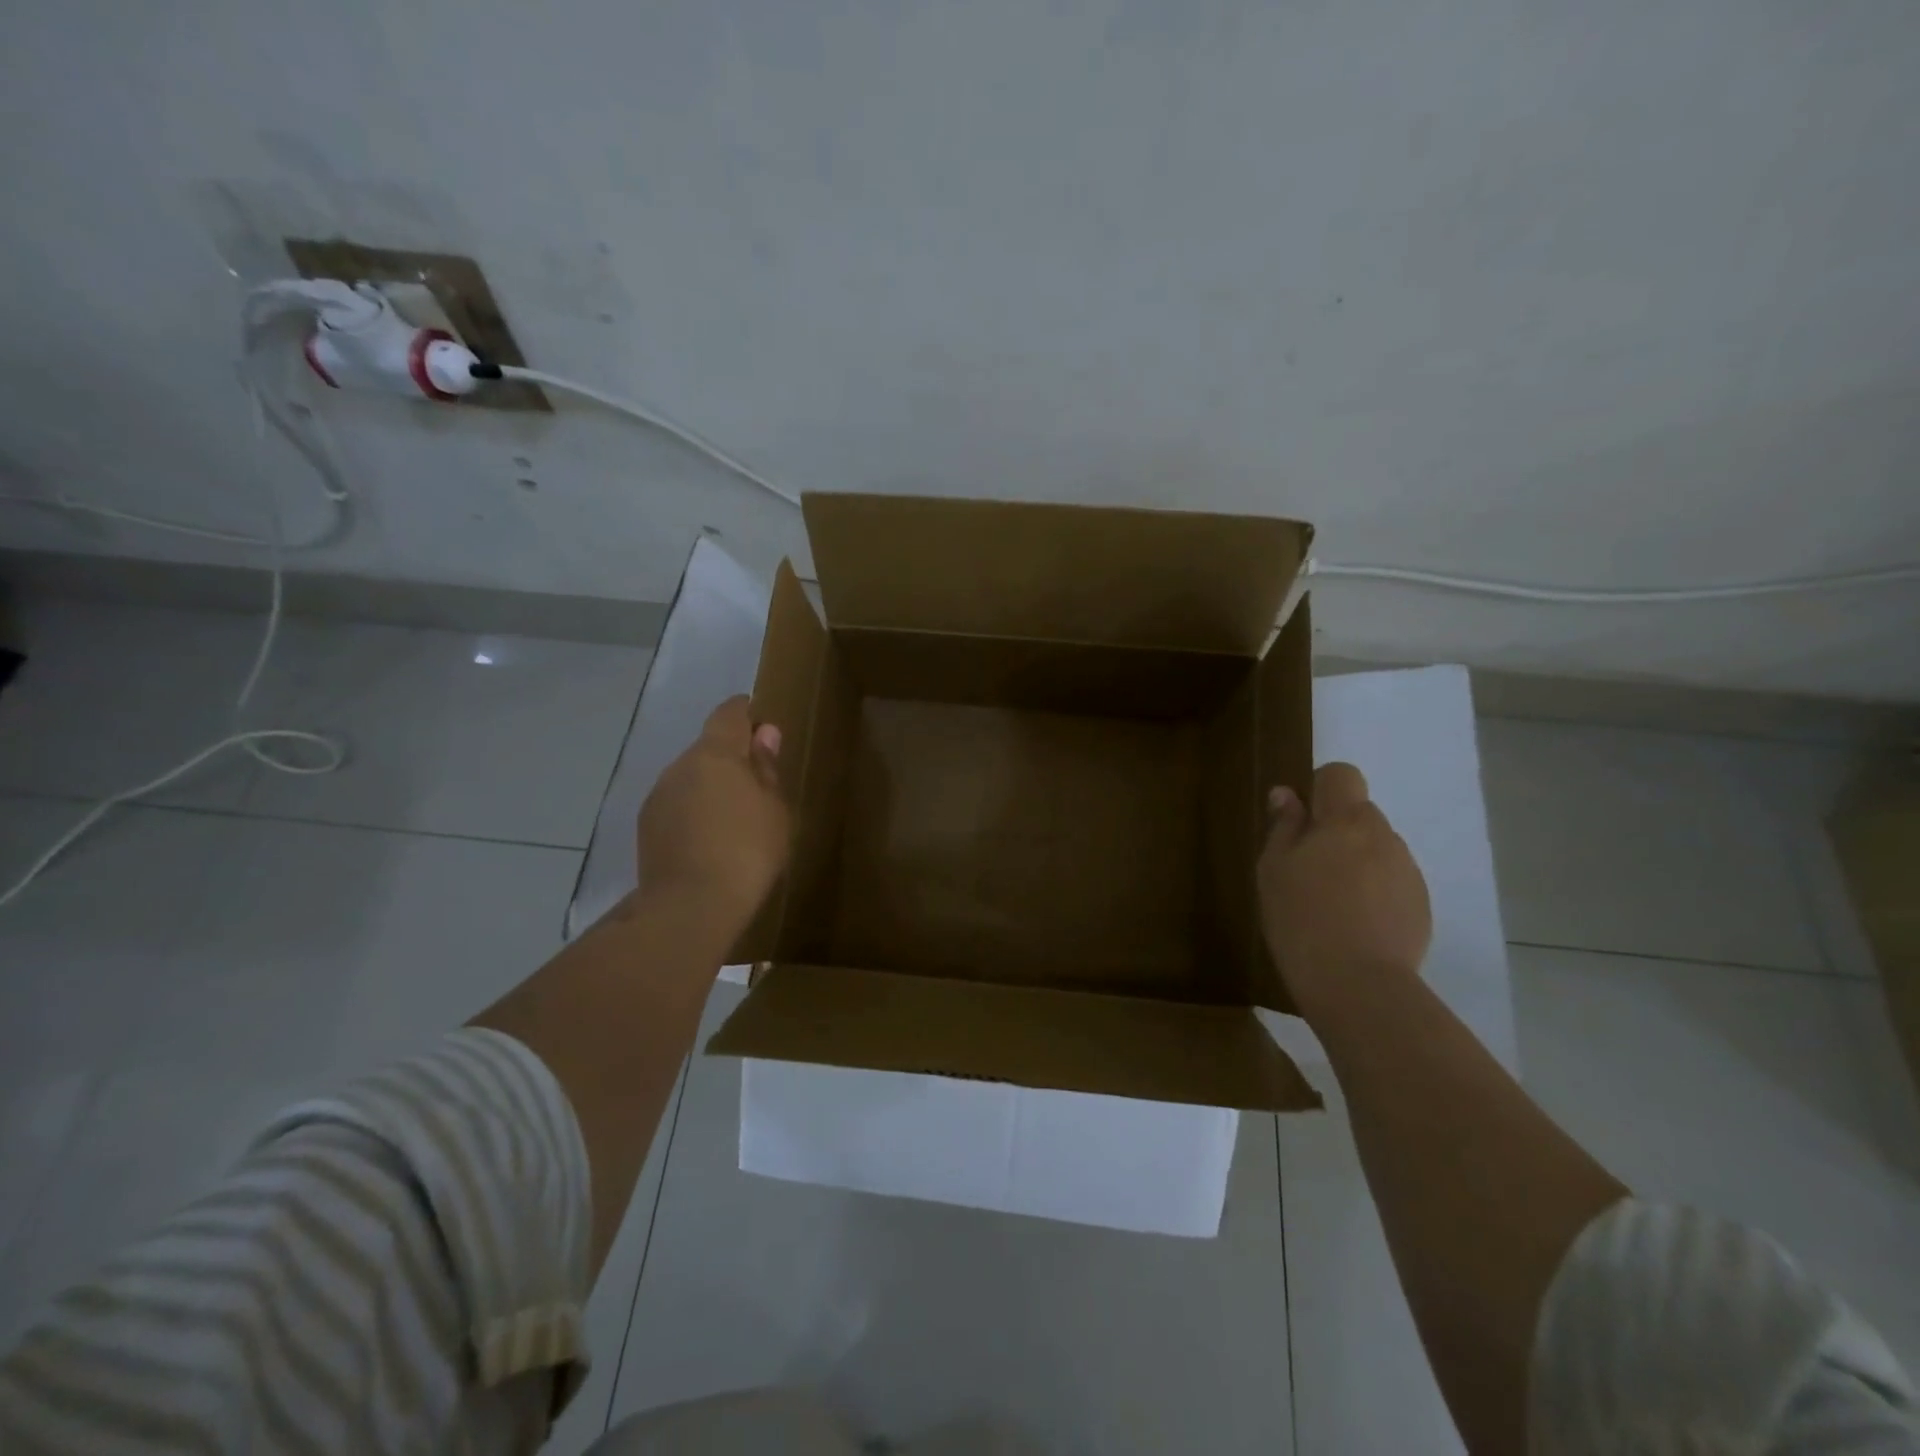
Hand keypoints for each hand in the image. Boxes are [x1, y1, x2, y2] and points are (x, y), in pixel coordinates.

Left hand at [637, 696, 791, 924]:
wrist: (690, 907)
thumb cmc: (748, 851)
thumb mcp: (774, 809)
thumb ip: (766, 768)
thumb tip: (764, 733)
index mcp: (715, 753)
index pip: (729, 713)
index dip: (747, 714)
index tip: (762, 728)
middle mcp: (680, 765)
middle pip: (708, 747)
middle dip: (731, 758)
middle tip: (757, 786)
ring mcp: (658, 796)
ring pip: (691, 778)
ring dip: (710, 787)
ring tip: (734, 819)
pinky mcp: (647, 826)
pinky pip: (677, 805)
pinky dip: (694, 812)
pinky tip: (710, 840)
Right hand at [1257, 762, 1431, 1016]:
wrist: (1357, 984)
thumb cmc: (1301, 917)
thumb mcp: (1274, 869)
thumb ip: (1284, 827)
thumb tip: (1287, 794)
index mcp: (1345, 820)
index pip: (1342, 775)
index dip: (1321, 790)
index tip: (1302, 821)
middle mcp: (1384, 836)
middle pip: (1359, 815)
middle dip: (1336, 832)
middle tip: (1308, 871)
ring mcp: (1408, 871)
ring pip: (1377, 850)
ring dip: (1357, 863)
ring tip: (1332, 905)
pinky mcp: (1421, 905)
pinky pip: (1392, 882)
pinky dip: (1375, 893)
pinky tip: (1355, 926)